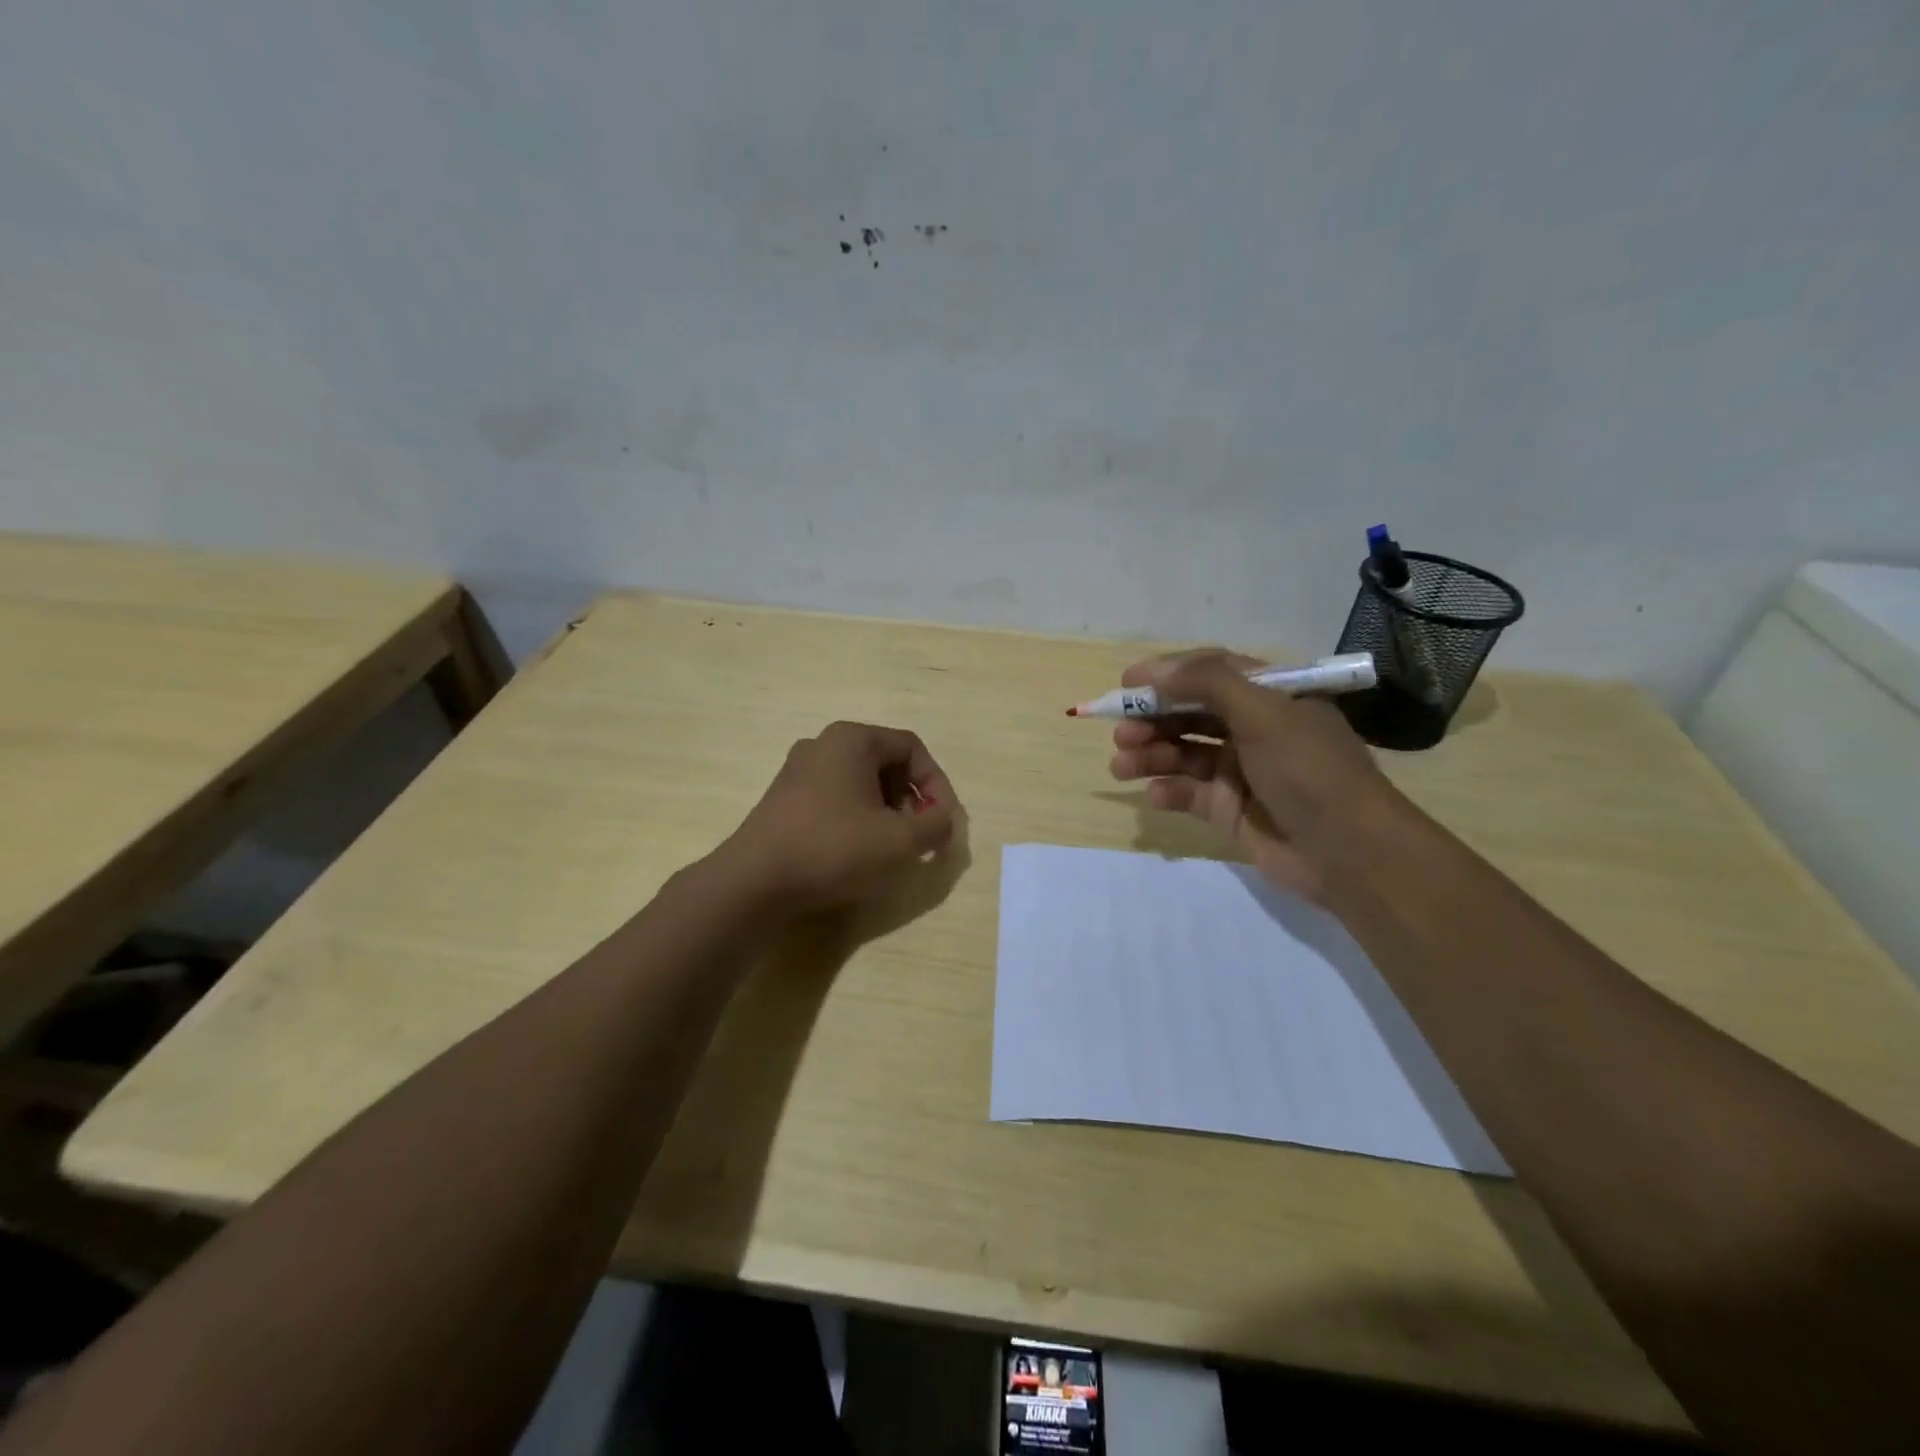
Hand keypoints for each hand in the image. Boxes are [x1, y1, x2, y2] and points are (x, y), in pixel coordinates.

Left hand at [720, 721, 958, 910]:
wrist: (755, 882)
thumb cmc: (834, 849)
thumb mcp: (900, 840)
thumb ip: (936, 825)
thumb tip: (944, 820)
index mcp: (852, 739)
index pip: (912, 748)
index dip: (937, 785)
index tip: (943, 823)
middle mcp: (822, 744)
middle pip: (886, 763)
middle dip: (911, 800)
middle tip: (918, 837)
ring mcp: (798, 771)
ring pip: (860, 783)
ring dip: (886, 812)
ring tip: (890, 848)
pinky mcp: (783, 799)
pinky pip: (835, 798)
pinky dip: (857, 819)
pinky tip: (856, 852)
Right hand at [1108, 649, 1396, 901]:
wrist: (1349, 852)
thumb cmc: (1309, 770)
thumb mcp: (1265, 713)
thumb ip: (1209, 683)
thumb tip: (1157, 671)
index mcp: (1270, 696)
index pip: (1210, 672)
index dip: (1167, 674)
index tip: (1127, 682)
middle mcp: (1253, 728)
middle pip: (1189, 714)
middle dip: (1152, 720)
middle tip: (1121, 733)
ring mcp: (1240, 770)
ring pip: (1182, 754)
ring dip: (1150, 755)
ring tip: (1121, 766)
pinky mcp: (1230, 809)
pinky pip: (1189, 793)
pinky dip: (1168, 791)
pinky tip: (1156, 795)